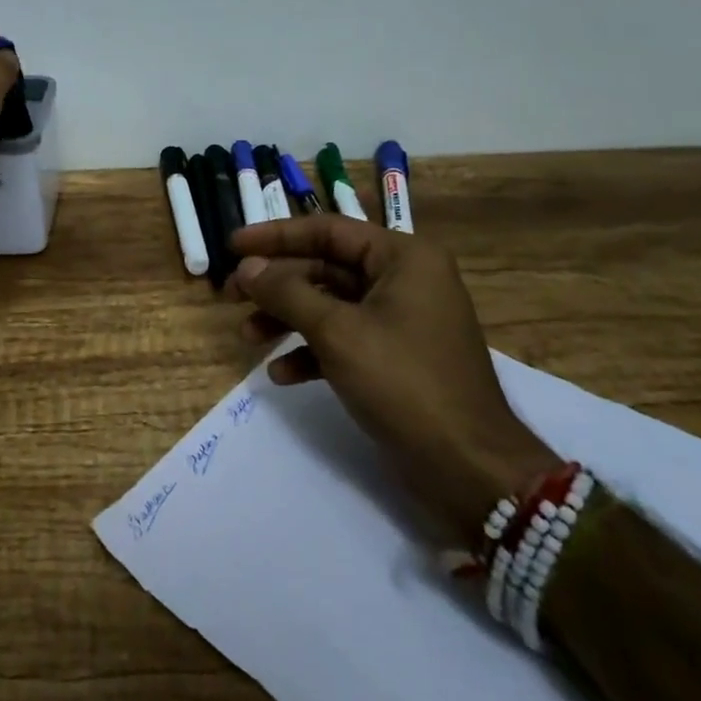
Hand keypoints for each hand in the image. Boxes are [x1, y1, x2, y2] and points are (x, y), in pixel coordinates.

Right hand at [228, 216, 559, 546]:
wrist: (469, 469)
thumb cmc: (404, 383)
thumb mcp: (337, 332)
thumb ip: (287, 293)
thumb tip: (247, 267)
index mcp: (403, 258)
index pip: (328, 230)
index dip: (275, 236)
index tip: (233, 246)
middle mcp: (404, 280)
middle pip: (325, 267)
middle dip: (277, 284)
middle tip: (231, 296)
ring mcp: (401, 321)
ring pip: (330, 305)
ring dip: (287, 319)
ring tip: (247, 337)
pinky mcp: (395, 359)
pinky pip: (343, 340)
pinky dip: (311, 352)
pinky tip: (282, 374)